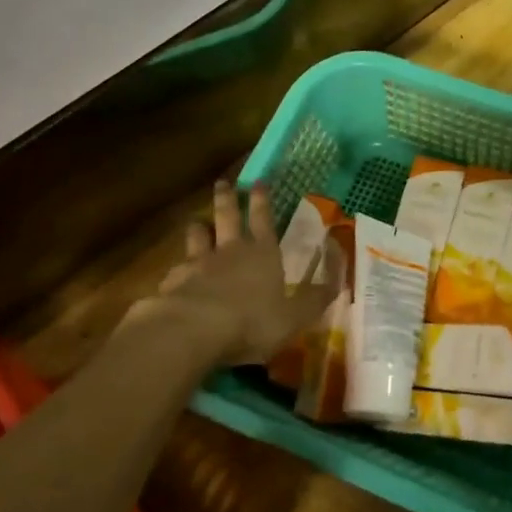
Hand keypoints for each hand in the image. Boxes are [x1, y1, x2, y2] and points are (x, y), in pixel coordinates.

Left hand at [142, 180, 337, 364]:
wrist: (193, 330)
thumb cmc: (252, 321)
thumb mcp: (296, 316)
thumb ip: (315, 299)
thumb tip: (338, 282)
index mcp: (263, 254)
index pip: (263, 219)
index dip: (262, 200)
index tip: (257, 180)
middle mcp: (230, 251)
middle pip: (227, 216)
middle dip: (227, 198)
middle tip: (223, 183)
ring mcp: (198, 263)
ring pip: (197, 235)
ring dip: (199, 227)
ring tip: (197, 221)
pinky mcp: (172, 282)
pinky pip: (176, 268)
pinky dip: (179, 267)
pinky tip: (176, 274)